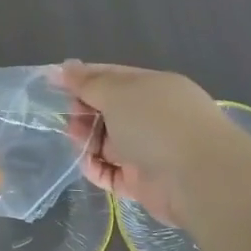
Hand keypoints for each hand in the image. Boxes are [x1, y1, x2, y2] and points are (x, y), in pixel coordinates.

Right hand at [57, 61, 250, 226]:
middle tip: (69, 117)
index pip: (112, 77)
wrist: (198, 178)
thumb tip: (65, 67)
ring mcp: (149, 150)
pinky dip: (96, 168)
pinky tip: (86, 164)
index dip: (82, 78)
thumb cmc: (156, 123)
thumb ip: (87, 82)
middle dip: (83, 112)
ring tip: (75, 140)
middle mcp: (153, 117)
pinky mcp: (144, 183)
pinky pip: (112, 172)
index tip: (52, 83)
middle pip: (108, 110)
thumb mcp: (117, 93)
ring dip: (87, 140)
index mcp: (153, 87)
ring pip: (107, 142)